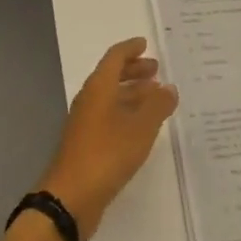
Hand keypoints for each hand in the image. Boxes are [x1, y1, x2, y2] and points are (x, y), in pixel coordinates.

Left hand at [40, 38, 178, 238]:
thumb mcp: (140, 128)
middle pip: (112, 76)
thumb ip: (157, 106)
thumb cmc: (107, 154)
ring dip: (133, 93)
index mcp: (99, 87)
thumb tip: (169, 87)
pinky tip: (143, 127)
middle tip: (156, 71)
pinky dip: (127, 113)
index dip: (130, 49)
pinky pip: (110, 116)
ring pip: (112, 97)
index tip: (146, 44)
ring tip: (157, 97)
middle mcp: (90, 99)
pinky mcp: (88, 143)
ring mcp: (86, 122)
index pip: (114, 57)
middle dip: (134, 71)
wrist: (71, 196)